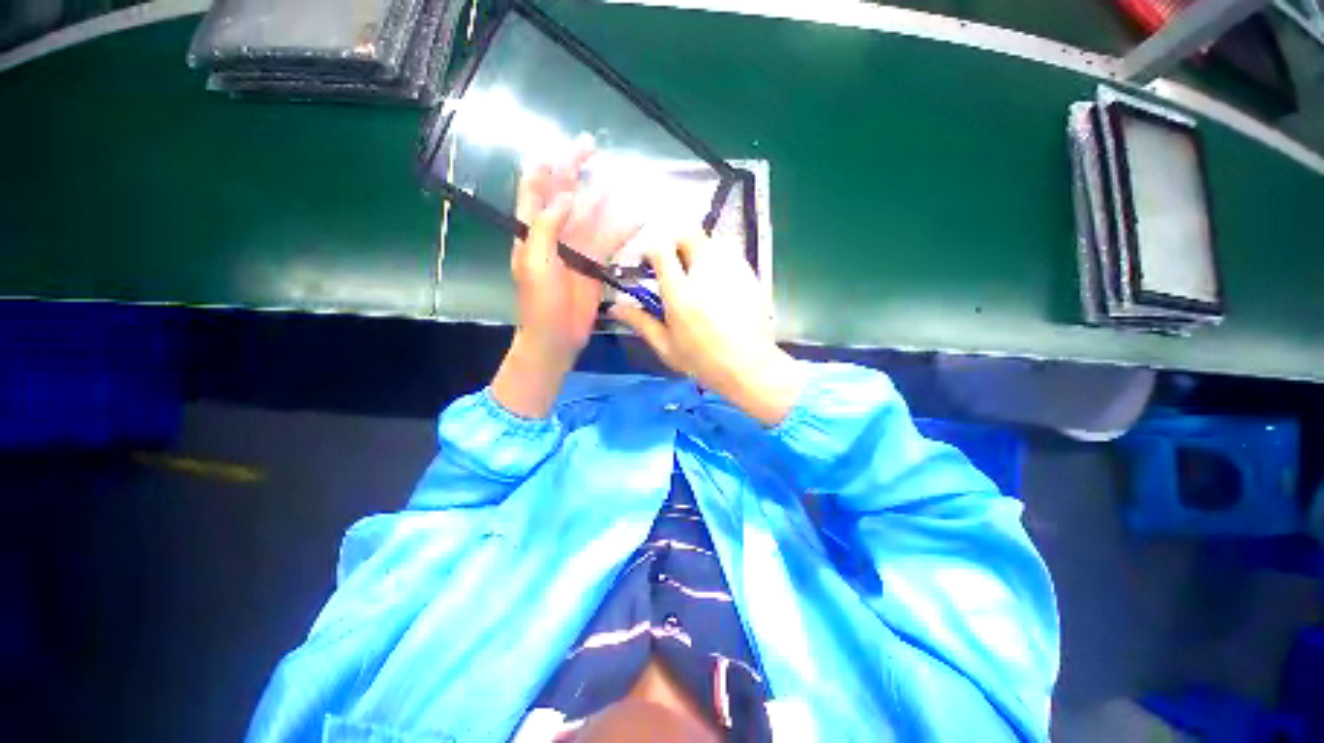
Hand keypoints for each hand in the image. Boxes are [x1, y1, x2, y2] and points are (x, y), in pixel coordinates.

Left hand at [492, 137, 636, 418]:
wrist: (556, 337)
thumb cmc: (539, 303)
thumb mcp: (535, 263)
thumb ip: (546, 227)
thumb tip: (568, 196)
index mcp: (531, 231)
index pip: (534, 190)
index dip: (545, 167)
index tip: (561, 149)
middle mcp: (554, 235)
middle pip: (565, 195)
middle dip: (576, 170)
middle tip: (592, 146)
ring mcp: (577, 250)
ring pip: (591, 216)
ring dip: (603, 197)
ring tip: (618, 177)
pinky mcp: (595, 266)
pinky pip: (609, 242)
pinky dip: (621, 230)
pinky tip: (635, 218)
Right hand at [610, 236, 806, 426]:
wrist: (749, 367)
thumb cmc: (703, 362)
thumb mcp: (666, 346)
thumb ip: (640, 322)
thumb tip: (615, 306)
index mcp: (680, 292)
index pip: (661, 248)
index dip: (651, 249)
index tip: (648, 264)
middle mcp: (706, 273)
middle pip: (688, 233)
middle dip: (675, 242)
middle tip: (672, 265)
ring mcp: (732, 270)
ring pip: (710, 240)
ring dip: (697, 250)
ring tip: (696, 276)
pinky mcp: (749, 274)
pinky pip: (729, 254)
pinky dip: (718, 260)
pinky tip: (718, 284)